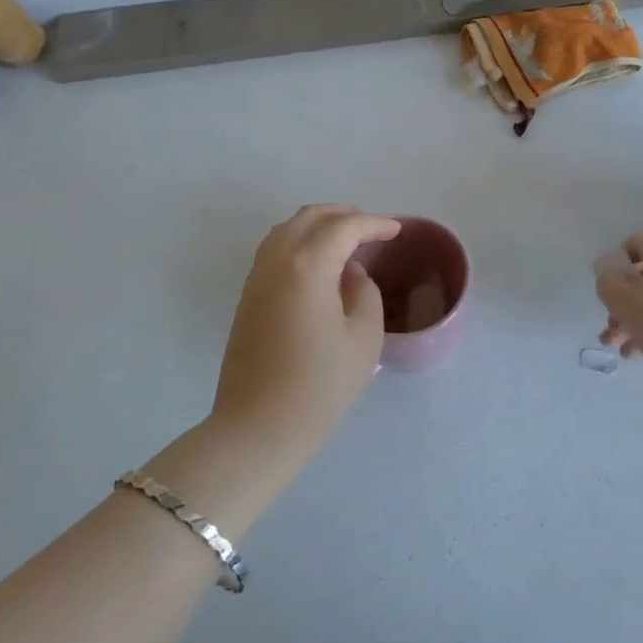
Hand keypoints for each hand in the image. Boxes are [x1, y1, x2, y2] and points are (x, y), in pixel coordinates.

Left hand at [211, 205, 400, 458]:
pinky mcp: (247, 298)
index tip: (396, 230)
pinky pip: (274, 250)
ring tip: (345, 240)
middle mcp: (276, 261)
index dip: (373, 224)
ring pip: (286, 230)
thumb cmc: (319, 385)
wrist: (257, 428)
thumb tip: (349, 275)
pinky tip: (318, 263)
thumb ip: (363, 293)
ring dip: (318, 225)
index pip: (344, 227)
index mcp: (307, 266)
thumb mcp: (363, 338)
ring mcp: (256, 278)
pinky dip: (299, 242)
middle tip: (371, 228)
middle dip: (343, 215)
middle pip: (310, 217)